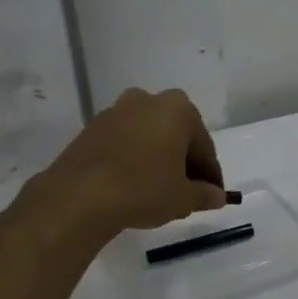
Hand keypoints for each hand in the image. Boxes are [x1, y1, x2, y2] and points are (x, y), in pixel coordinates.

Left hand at [31, 87, 227, 237]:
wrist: (81, 195)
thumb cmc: (143, 189)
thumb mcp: (183, 198)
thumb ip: (204, 194)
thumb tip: (216, 196)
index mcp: (178, 109)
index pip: (203, 146)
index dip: (210, 174)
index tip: (212, 195)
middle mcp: (147, 100)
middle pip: (175, 135)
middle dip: (183, 161)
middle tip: (187, 191)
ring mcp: (116, 111)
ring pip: (148, 136)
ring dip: (156, 157)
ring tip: (158, 189)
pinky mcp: (92, 128)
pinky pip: (124, 142)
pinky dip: (133, 158)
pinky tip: (132, 184)